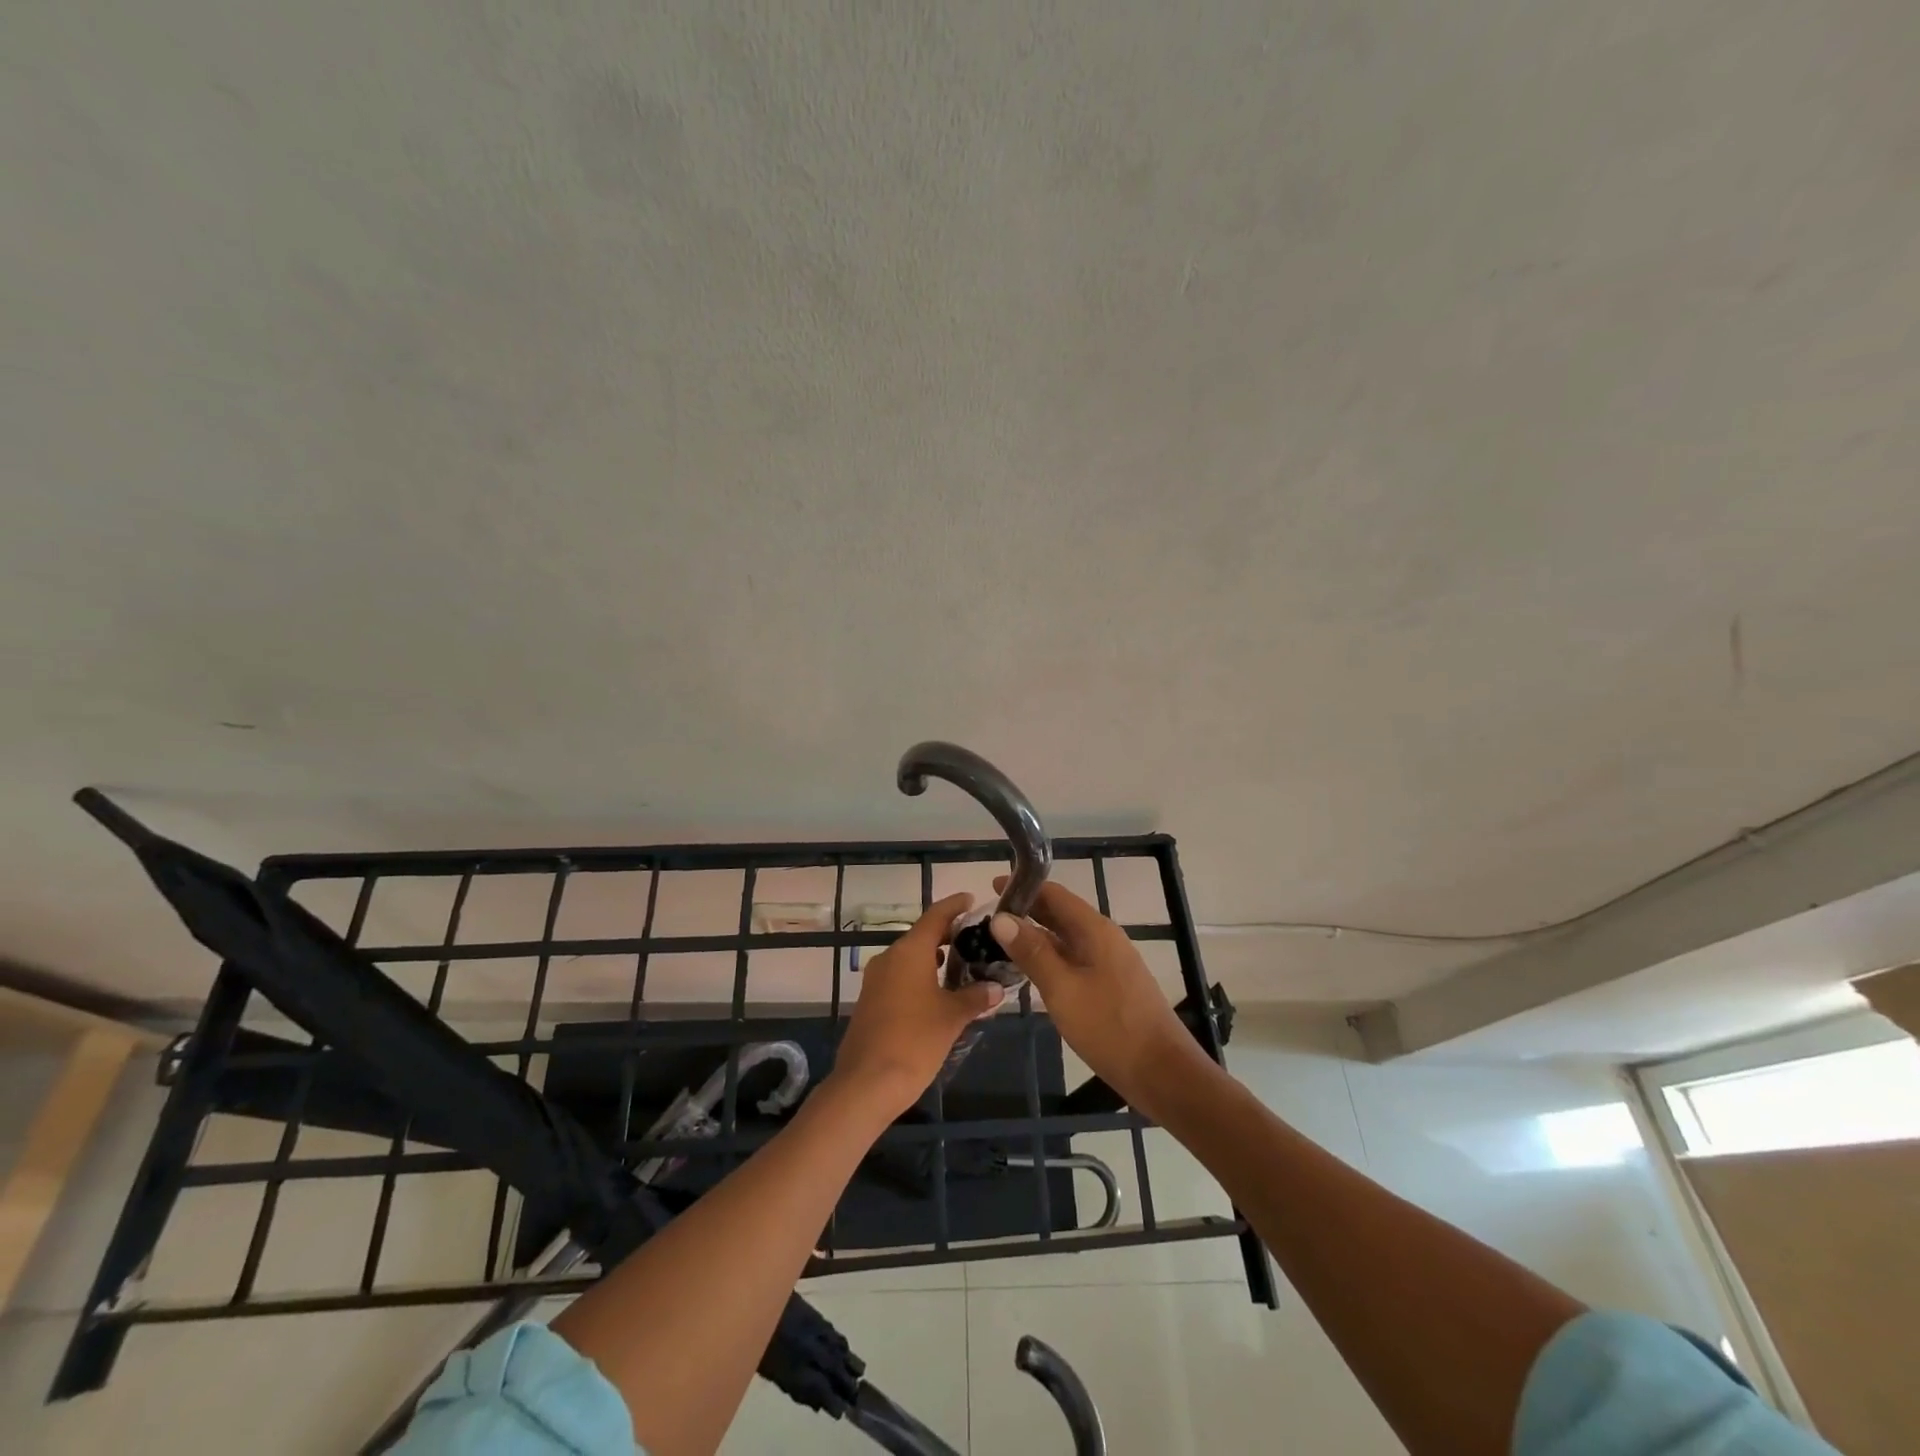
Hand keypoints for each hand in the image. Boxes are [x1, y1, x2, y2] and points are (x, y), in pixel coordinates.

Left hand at [830, 892, 1003, 1116]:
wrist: (866, 1084)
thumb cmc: (914, 1041)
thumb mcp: (952, 1018)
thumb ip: (975, 997)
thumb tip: (995, 988)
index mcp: (909, 952)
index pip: (935, 916)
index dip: (954, 906)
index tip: (971, 899)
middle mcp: (889, 958)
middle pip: (921, 937)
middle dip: (947, 936)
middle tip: (975, 939)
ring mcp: (875, 981)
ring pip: (909, 959)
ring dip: (933, 959)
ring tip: (962, 967)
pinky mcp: (870, 1002)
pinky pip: (899, 978)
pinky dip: (920, 978)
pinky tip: (938, 995)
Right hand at [989, 877, 1212, 1117]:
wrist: (1163, 1073)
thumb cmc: (1110, 1027)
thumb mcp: (1063, 989)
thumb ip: (1032, 952)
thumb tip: (1000, 917)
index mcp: (1094, 930)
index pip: (1054, 894)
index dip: (1024, 888)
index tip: (990, 890)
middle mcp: (1103, 938)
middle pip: (1060, 913)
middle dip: (1026, 911)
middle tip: (988, 919)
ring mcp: (1109, 962)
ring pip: (1066, 938)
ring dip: (1036, 936)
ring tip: (1001, 943)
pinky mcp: (1110, 985)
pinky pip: (1074, 959)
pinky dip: (1050, 957)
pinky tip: (1032, 972)